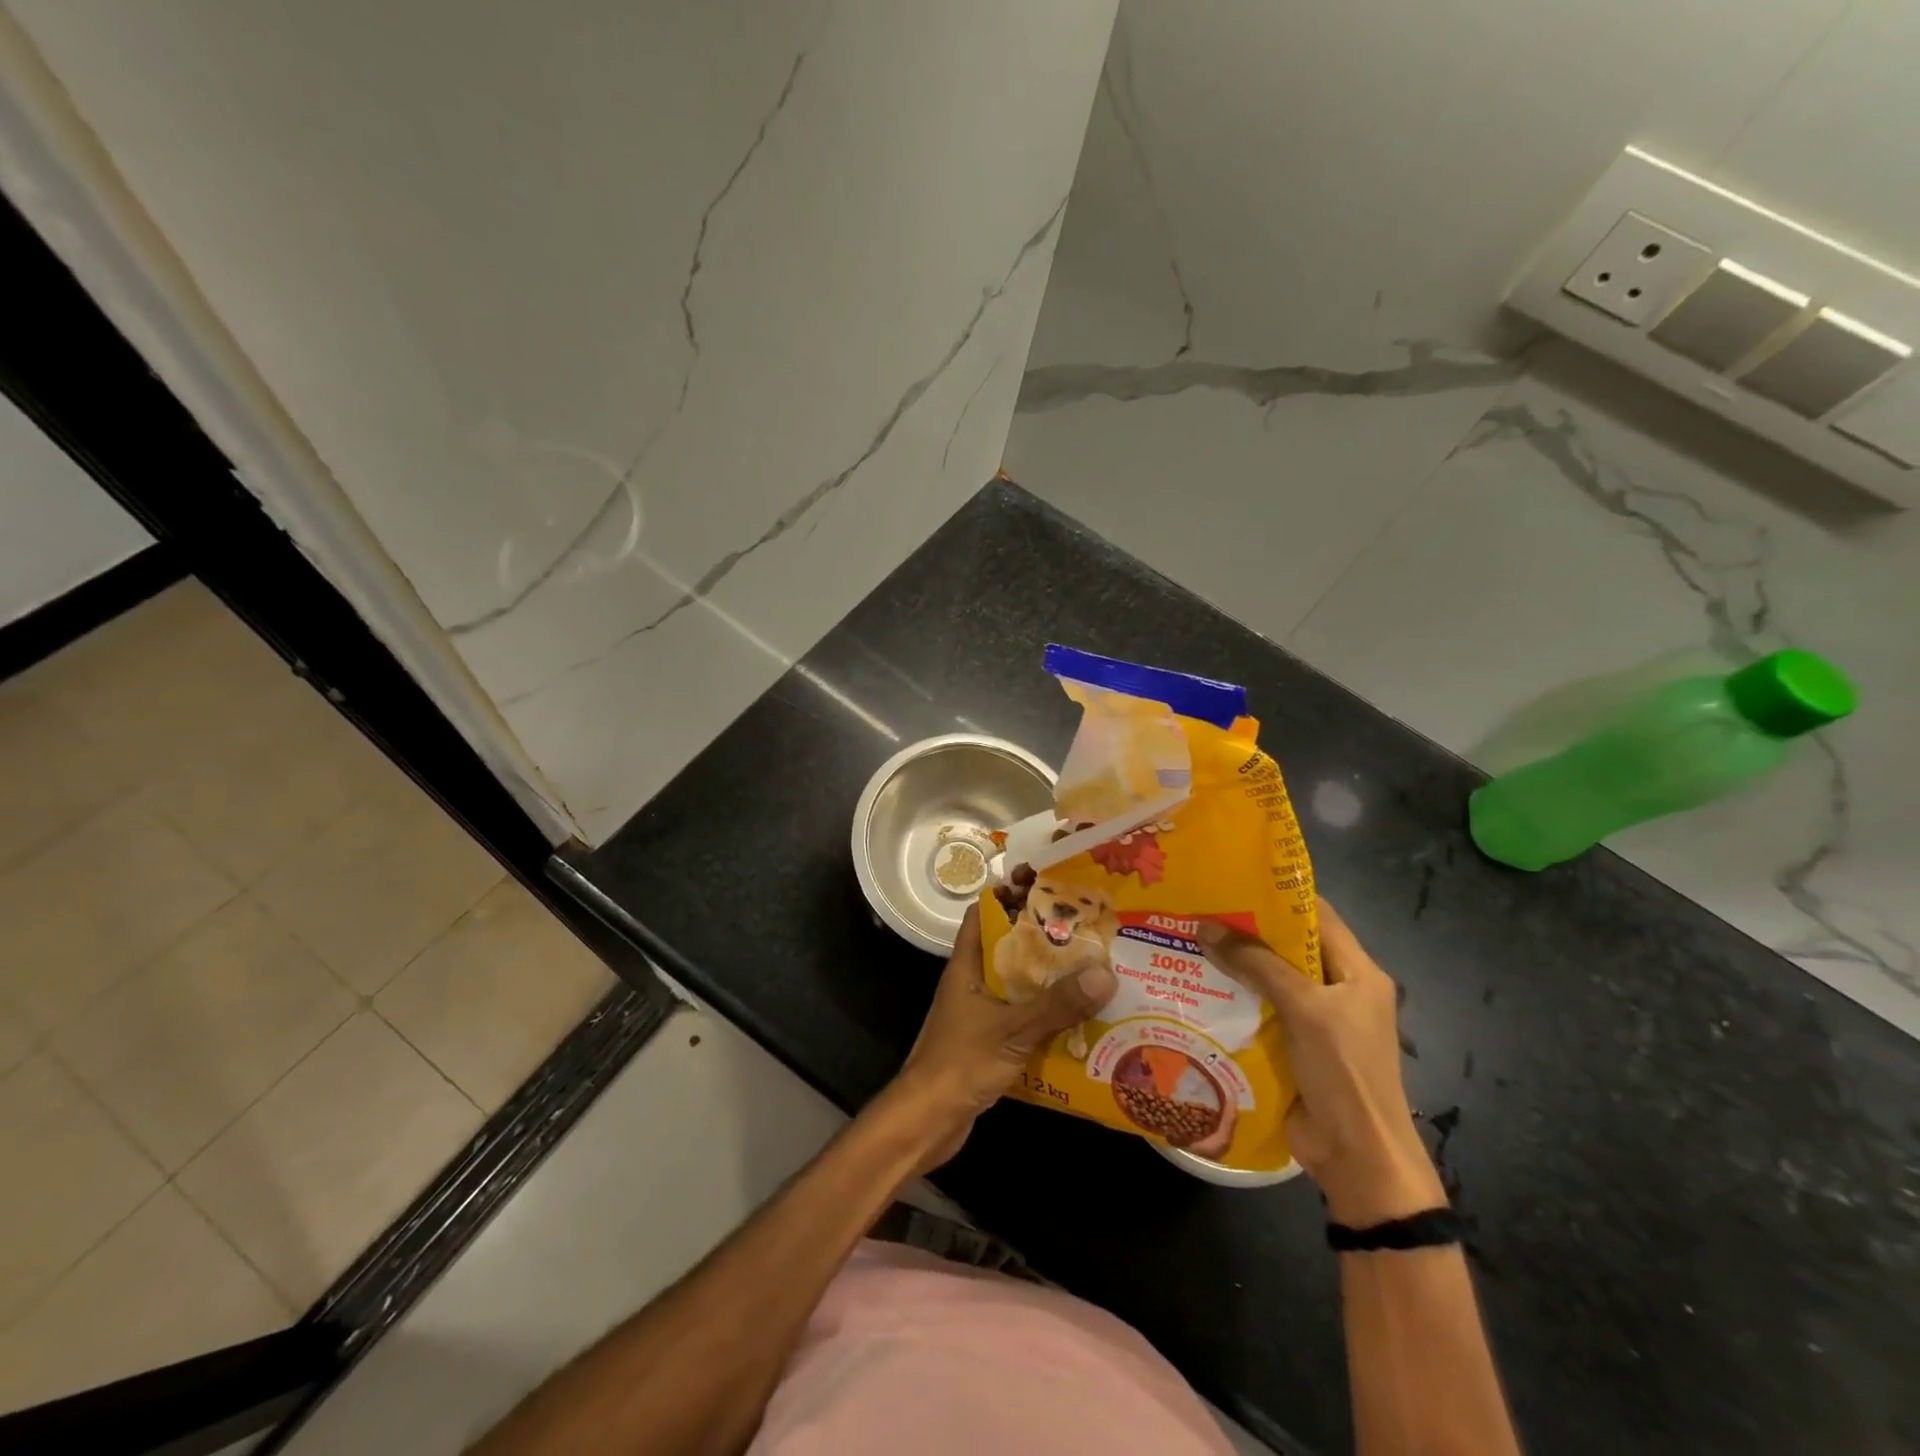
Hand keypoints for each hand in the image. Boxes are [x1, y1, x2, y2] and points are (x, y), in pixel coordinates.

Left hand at [888, 903, 1116, 1170]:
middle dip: (1043, 938)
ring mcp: (979, 1013)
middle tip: (1086, 930)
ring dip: (1049, 979)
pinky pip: (1022, 1017)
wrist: (927, 1122)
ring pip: (1017, 984)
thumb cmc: (960, 1063)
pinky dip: (1046, 1016)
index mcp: (967, 966)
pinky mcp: (988, 1042)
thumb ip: (1056, 1005)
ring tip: (1093, 970)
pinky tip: (1079, 1021)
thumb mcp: (1012, 1031)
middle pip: (1008, 948)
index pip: (984, 914)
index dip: (1009, 895)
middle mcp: (972, 982)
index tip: (1047, 886)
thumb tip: (1104, 973)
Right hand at [1198, 899, 1444, 1226]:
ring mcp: (1314, 1020)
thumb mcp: (1304, 1008)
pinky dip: (1231, 998)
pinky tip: (1195, 986)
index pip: (1317, 915)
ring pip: (1268, 979)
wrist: (1357, 1156)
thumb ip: (1257, 964)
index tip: (1232, 878)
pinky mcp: (1292, 1046)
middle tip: (1198, 908)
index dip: (1278, 895)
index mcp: (1357, 972)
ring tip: (1186, 941)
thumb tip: (1205, 927)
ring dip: (1233, 965)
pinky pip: (1258, 1010)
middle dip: (1245, 930)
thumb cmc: (1344, 1071)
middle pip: (1288, 947)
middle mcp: (1336, 989)